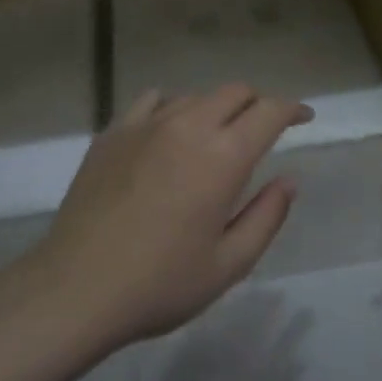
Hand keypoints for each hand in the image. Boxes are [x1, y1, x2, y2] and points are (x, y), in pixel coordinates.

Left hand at [34, 84, 313, 347]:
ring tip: (216, 136)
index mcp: (223, 157)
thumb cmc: (161, 283)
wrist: (77, 288)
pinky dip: (174, 107)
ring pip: (195, 95)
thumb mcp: (229, 263)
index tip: (304, 118)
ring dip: (217, 108)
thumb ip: (267, 216)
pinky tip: (169, 132)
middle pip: (234, 92)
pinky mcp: (112, 133)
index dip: (293, 109)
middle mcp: (188, 126)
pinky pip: (153, 101)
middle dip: (258, 104)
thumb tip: (289, 181)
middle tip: (264, 130)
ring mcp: (145, 125)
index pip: (269, 111)